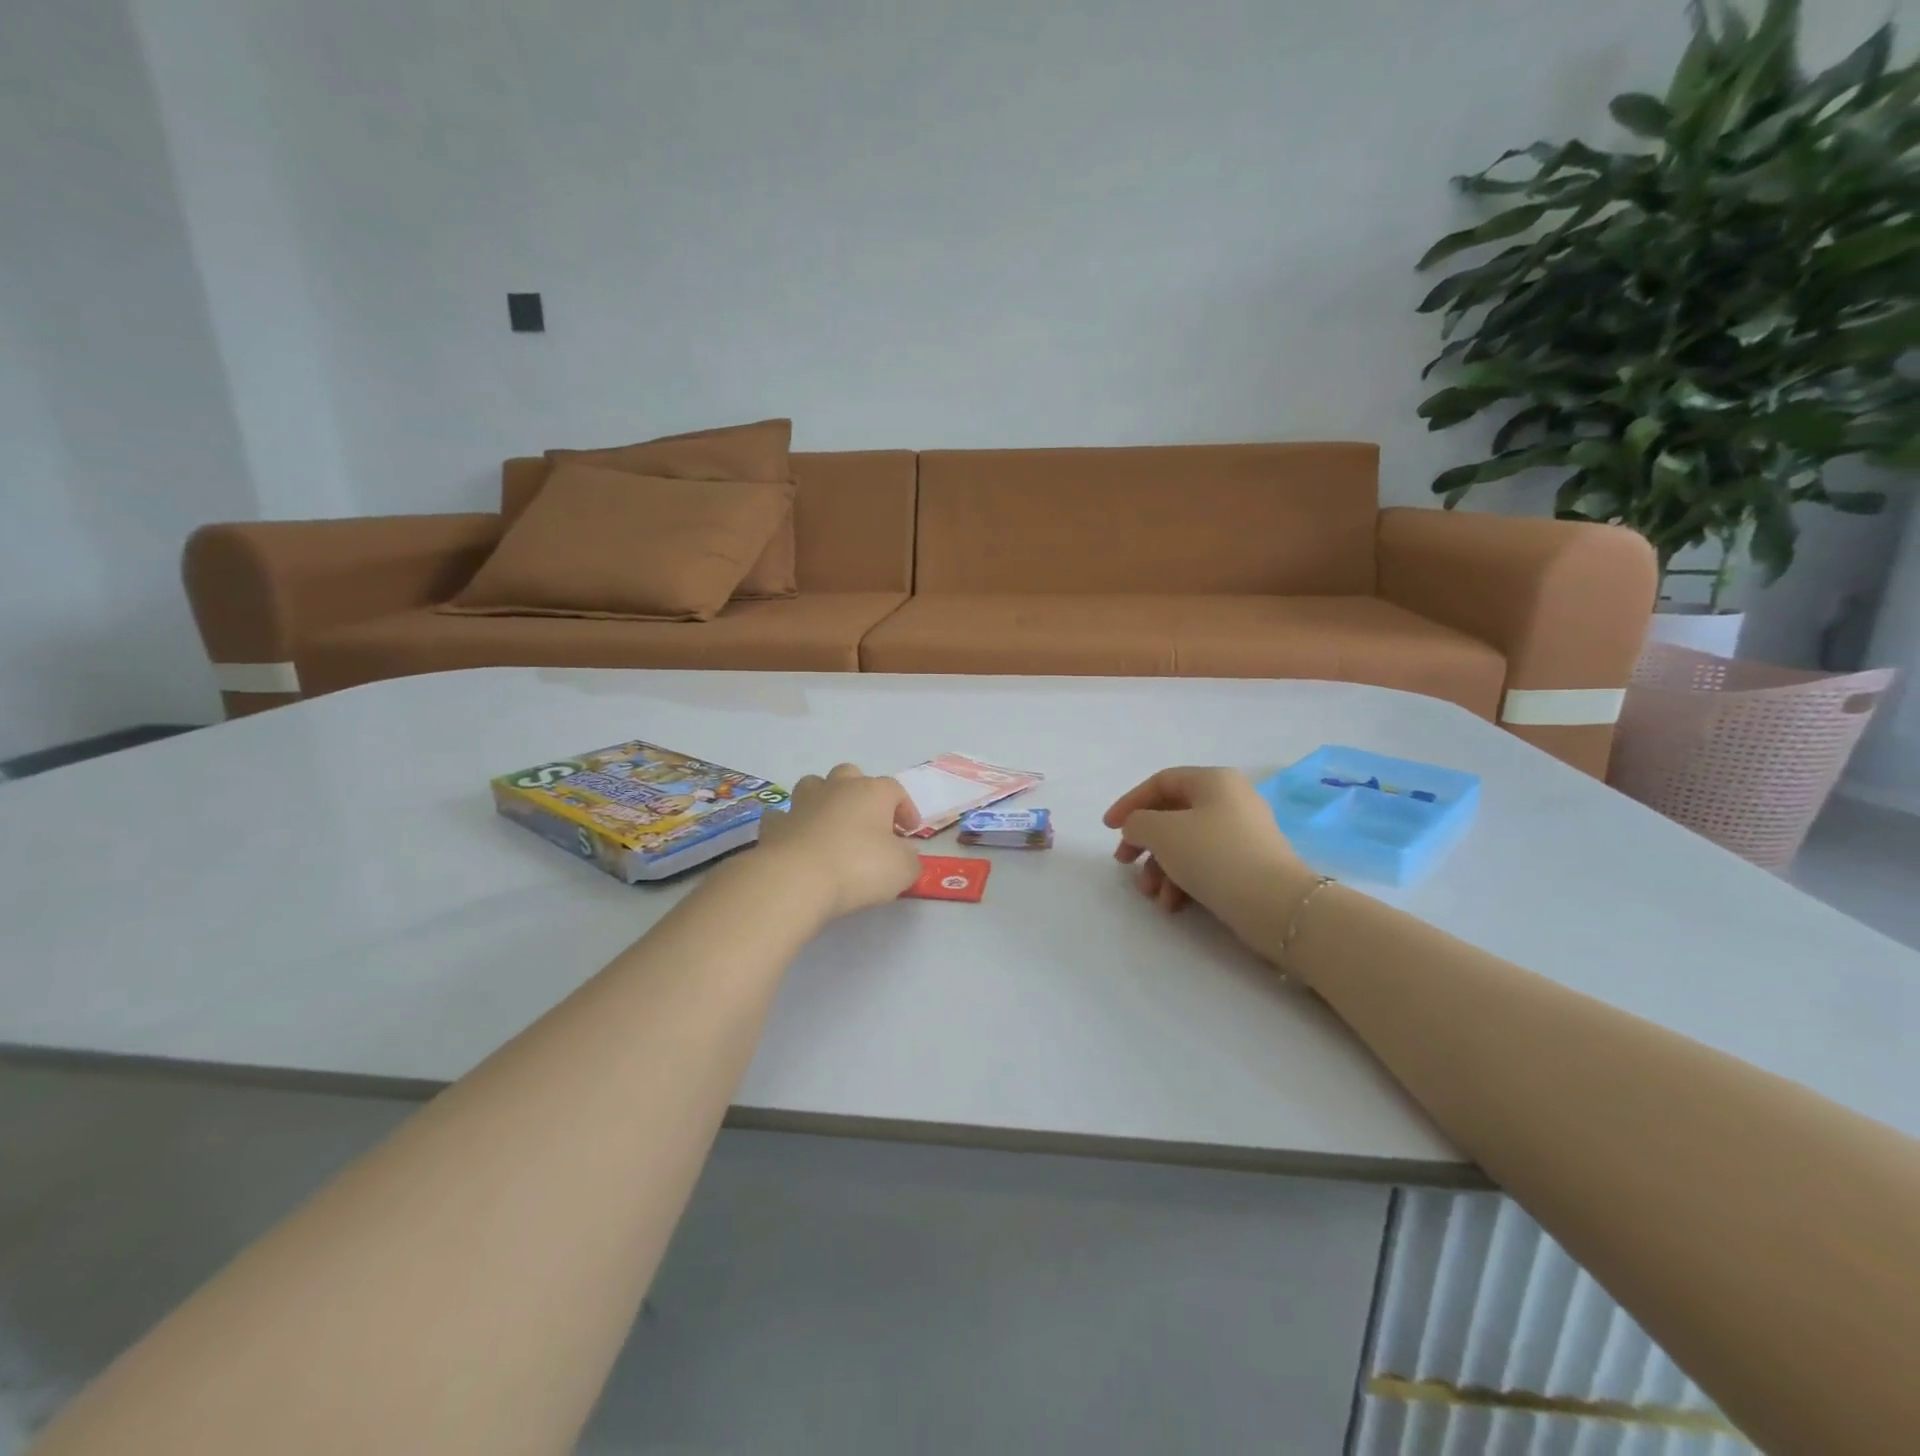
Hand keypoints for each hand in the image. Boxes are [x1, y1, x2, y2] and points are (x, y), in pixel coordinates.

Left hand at [755, 764, 923, 918]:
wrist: (797, 879)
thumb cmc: (859, 867)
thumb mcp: (902, 869)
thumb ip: (909, 859)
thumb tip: (905, 854)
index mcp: (872, 792)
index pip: (895, 790)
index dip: (905, 809)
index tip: (909, 831)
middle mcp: (837, 788)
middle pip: (851, 775)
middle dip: (861, 793)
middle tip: (869, 822)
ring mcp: (802, 803)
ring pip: (814, 785)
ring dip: (824, 799)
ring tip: (832, 824)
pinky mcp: (775, 825)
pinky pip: (784, 816)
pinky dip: (792, 824)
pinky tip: (797, 840)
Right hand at [1103, 767, 1314, 944]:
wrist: (1275, 905)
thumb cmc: (1213, 855)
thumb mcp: (1161, 832)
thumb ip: (1137, 822)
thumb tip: (1138, 828)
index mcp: (1214, 781)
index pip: (1161, 782)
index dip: (1129, 803)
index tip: (1108, 829)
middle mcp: (1231, 800)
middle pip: (1172, 815)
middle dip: (1144, 842)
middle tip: (1124, 862)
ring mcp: (1242, 834)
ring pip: (1187, 844)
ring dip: (1161, 868)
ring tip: (1152, 895)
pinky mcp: (1248, 865)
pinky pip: (1206, 864)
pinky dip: (1184, 881)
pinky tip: (1173, 905)